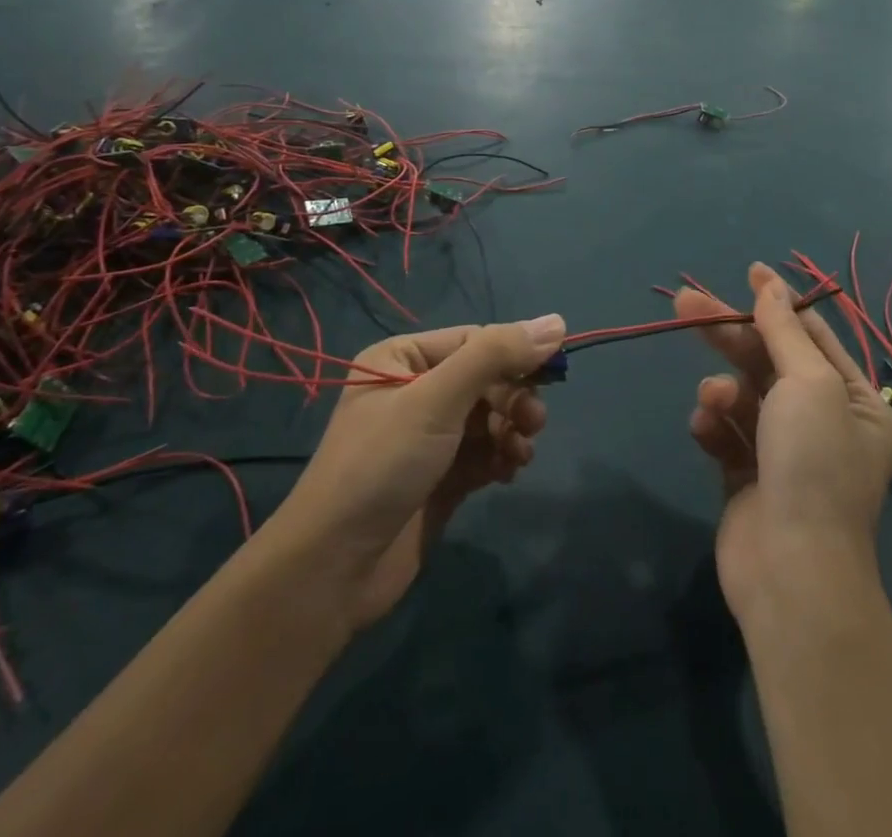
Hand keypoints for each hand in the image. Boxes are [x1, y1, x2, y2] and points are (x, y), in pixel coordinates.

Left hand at [277, 316, 562, 628]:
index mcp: (402, 360)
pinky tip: (508, 472)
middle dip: (513, 399)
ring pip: (490, 418)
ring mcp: (428, 438)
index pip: (474, 341)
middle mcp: (414, 392)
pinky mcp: (441, 478)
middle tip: (534, 422)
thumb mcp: (438, 399)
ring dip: (512, 430)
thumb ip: (496, 356)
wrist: (335, 569)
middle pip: (485, 380)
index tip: (552, 374)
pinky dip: (502, 457)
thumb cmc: (383, 465)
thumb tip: (556, 321)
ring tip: (520, 454)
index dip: (514, 354)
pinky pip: (484, 453)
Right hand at [678, 265, 891, 620]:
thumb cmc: (813, 464)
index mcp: (856, 402)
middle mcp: (824, 424)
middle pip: (769, 361)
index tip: (748, 271)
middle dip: (731, 334)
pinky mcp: (748, 478)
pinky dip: (713, 428)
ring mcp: (784, 453)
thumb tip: (770, 283)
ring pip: (743, 397)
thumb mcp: (806, 383)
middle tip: (686, 301)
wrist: (791, 571)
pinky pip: (726, 435)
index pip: (814, 336)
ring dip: (723, 392)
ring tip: (713, 402)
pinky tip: (706, 431)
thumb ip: (784, 330)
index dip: (778, 302)